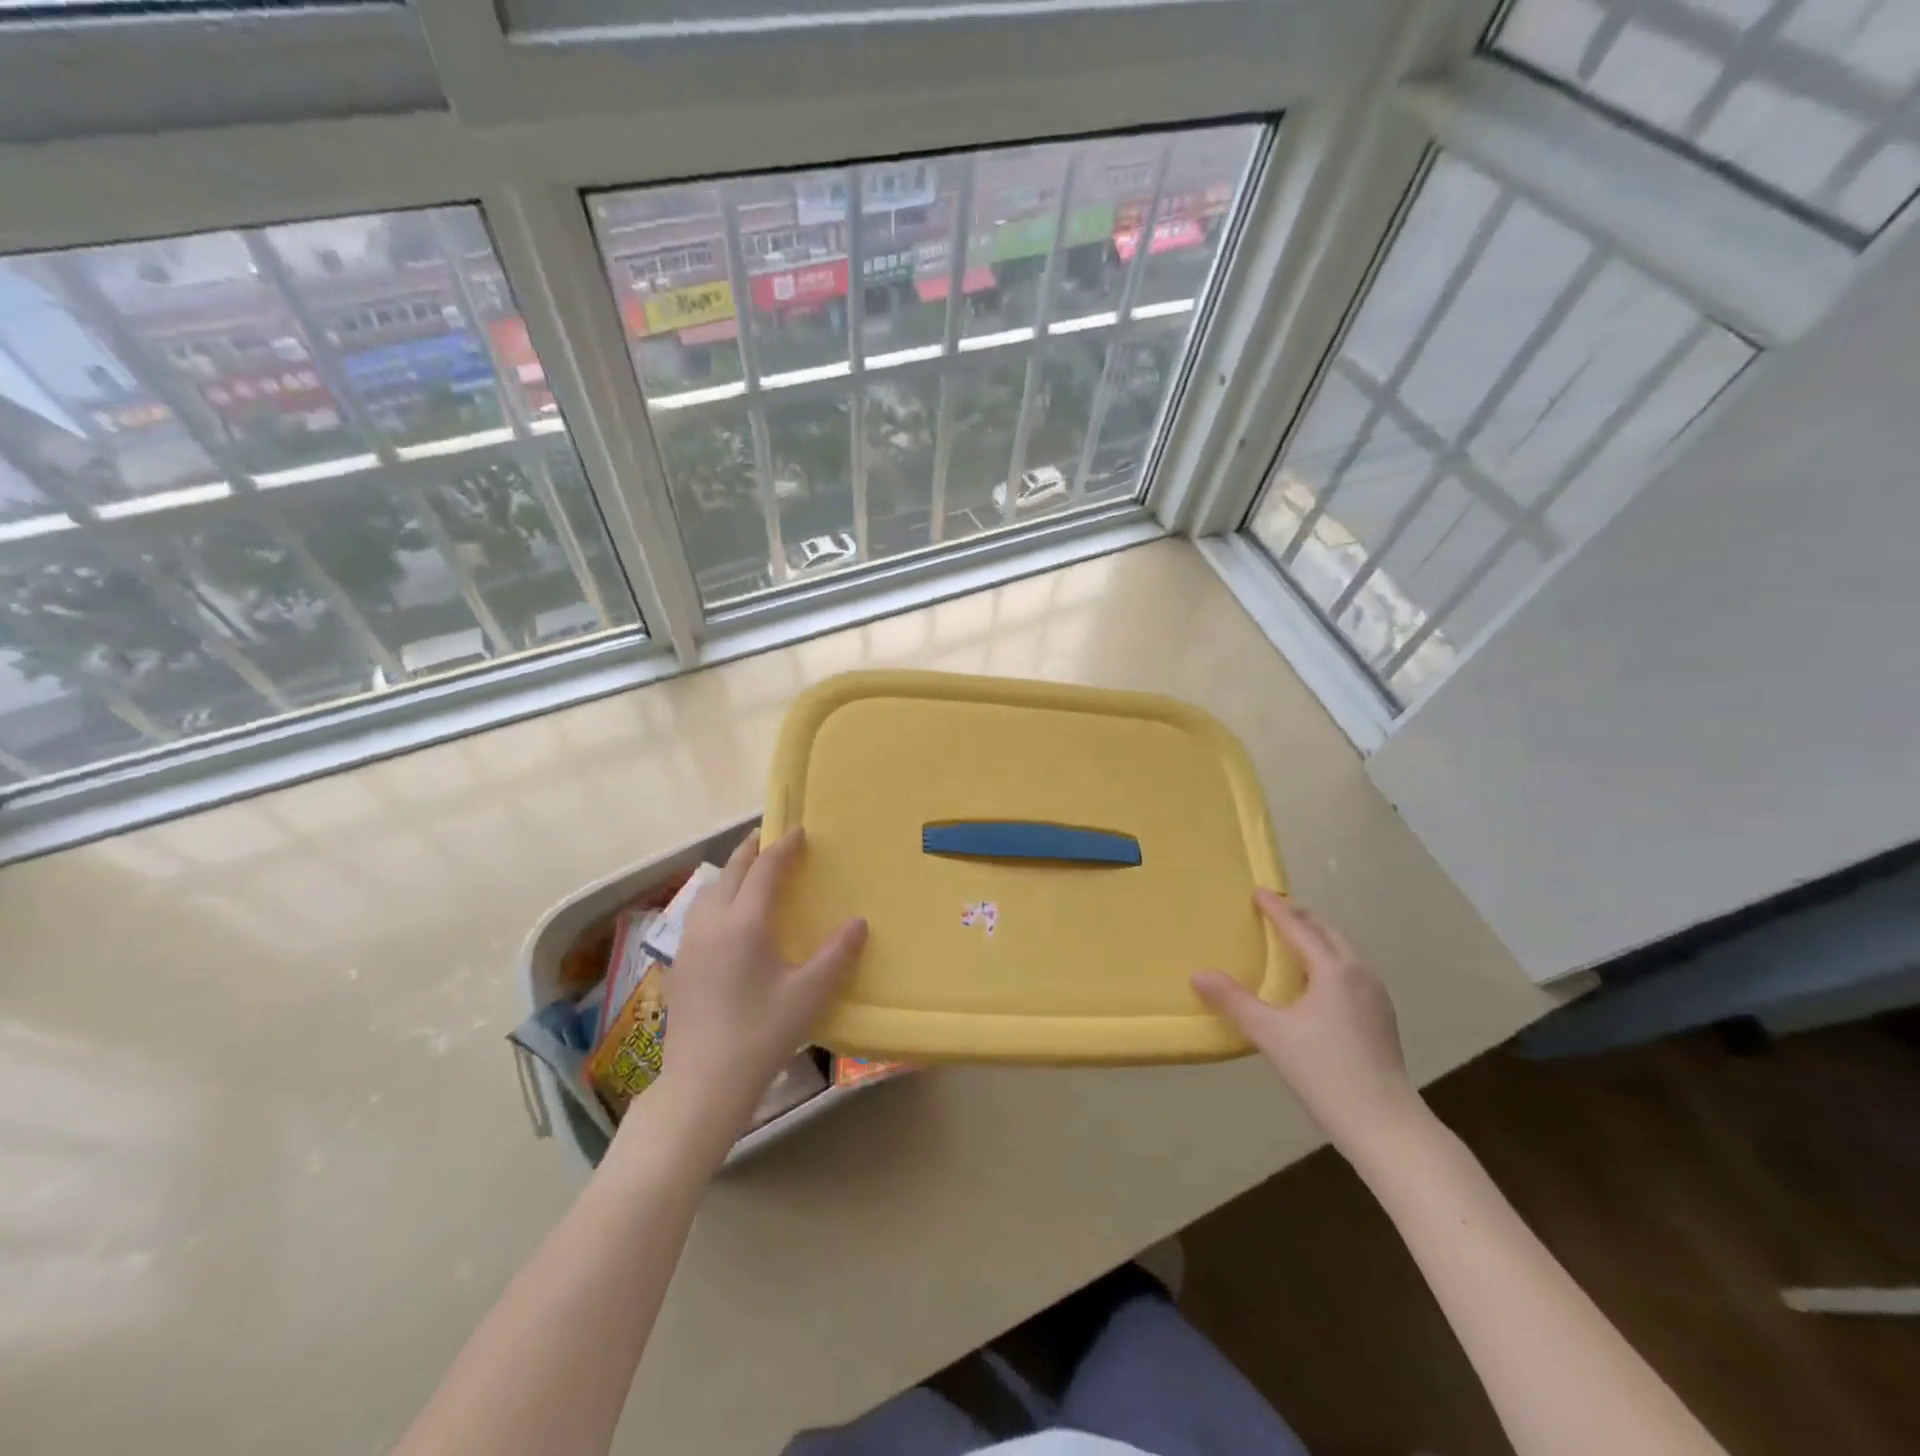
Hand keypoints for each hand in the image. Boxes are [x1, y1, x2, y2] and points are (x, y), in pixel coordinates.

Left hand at [652, 828, 866, 1138]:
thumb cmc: (761, 1033)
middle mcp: (713, 922)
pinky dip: (718, 897)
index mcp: (744, 922)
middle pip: (732, 871)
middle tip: (772, 837)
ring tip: (751, 873)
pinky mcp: (681, 963)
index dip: (783, 846)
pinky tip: (728, 919)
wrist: (703, 1082)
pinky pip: (700, 913)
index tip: (800, 831)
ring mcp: (691, 942)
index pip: (765, 869)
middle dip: (752, 849)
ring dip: (732, 873)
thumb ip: (837, 954)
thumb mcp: (809, 994)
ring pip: (710, 890)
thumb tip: (859, 922)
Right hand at [1192, 890, 1426, 1162]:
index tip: (1258, 891)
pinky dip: (1330, 961)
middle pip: (1328, 934)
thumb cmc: (1324, 1071)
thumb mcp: (1271, 1034)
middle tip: (1277, 910)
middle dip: (1302, 918)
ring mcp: (1376, 997)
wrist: (1384, 1125)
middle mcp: (1359, 974)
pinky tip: (1318, 982)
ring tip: (1296, 939)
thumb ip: (1234, 1001)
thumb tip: (1197, 973)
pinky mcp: (1382, 1019)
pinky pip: (1352, 973)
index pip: (1299, 929)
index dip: (1276, 909)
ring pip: (1344, 953)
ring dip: (1319, 939)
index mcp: (1334, 970)